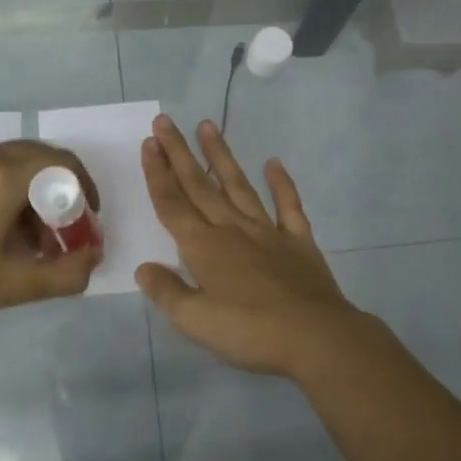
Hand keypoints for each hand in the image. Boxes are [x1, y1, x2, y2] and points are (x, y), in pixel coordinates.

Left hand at [0, 140, 101, 337]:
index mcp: (1, 177)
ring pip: (16, 163)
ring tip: (35, 240)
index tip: (88, 222)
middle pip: (41, 159)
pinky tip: (4, 230)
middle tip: (66, 232)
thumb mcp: (12, 286)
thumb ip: (64, 274)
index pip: (62, 164)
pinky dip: (10, 190)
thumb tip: (94, 258)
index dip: (85, 190)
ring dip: (36, 193)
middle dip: (62, 193)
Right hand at [136, 115, 372, 379]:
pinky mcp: (299, 242)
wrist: (316, 338)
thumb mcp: (195, 321)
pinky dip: (281, 183)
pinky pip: (288, 205)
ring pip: (238, 186)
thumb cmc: (250, 332)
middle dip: (179, 154)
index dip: (158, 174)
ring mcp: (268, 232)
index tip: (149, 143)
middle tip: (165, 122)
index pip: (173, 204)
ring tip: (208, 125)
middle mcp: (232, 229)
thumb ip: (166, 292)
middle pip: (200, 186)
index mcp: (204, 247)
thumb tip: (144, 268)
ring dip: (221, 156)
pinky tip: (274, 163)